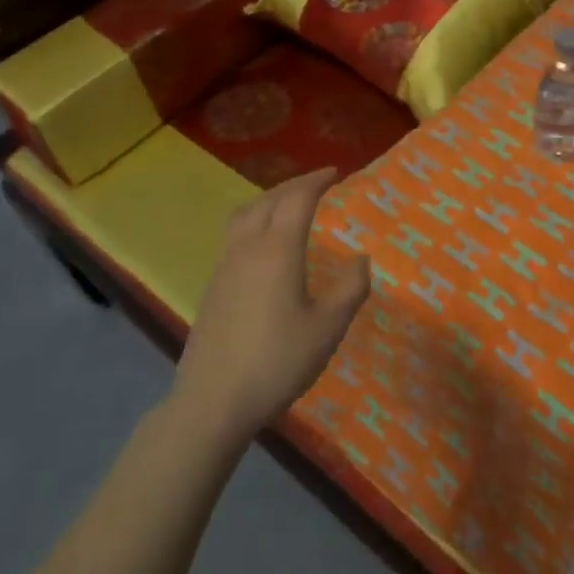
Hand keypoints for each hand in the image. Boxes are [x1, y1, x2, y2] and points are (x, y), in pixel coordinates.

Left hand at [171, 168, 370, 445]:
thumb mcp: (328, 328)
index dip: (316, 181)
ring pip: (245, 214)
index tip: (335, 173)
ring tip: (288, 203)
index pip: (297, 199)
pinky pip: (234, 234)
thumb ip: (350, 289)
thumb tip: (361, 258)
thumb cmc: (277, 361)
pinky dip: (253, 220)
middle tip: (317, 183)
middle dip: (293, 185)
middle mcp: (248, 247)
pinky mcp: (212, 285)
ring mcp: (224, 265)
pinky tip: (263, 243)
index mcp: (278, 249)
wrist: (213, 400)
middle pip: (268, 200)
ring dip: (269, 199)